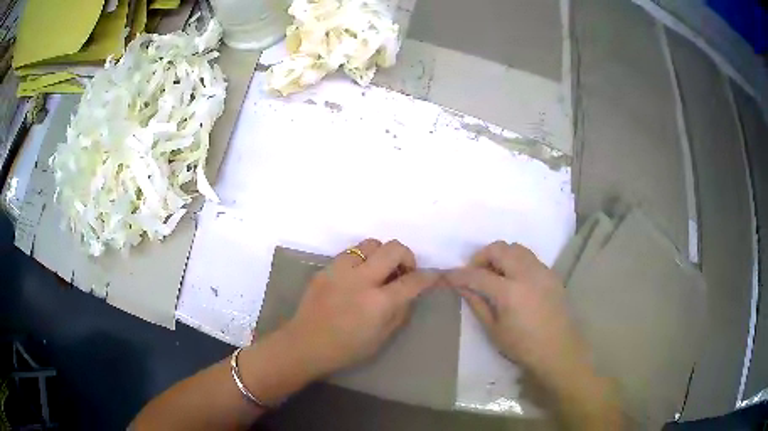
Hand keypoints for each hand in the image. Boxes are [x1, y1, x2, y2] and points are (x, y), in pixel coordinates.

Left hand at [284, 239, 438, 376]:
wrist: (305, 344)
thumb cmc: (347, 348)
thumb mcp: (382, 337)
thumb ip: (400, 311)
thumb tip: (409, 292)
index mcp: (378, 303)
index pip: (412, 281)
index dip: (428, 276)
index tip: (433, 275)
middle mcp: (361, 280)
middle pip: (393, 249)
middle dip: (407, 256)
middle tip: (403, 271)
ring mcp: (340, 270)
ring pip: (370, 243)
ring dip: (381, 254)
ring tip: (378, 271)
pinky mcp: (326, 268)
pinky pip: (350, 253)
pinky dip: (361, 260)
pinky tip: (357, 276)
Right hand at [445, 241, 589, 384]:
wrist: (559, 350)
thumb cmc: (523, 346)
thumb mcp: (494, 330)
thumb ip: (477, 304)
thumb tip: (462, 287)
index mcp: (510, 292)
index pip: (478, 275)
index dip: (459, 274)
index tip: (448, 275)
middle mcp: (527, 274)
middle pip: (499, 249)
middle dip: (481, 256)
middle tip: (474, 273)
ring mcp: (542, 271)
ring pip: (516, 247)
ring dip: (500, 255)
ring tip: (494, 274)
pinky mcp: (551, 274)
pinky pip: (529, 257)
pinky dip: (516, 260)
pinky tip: (513, 279)